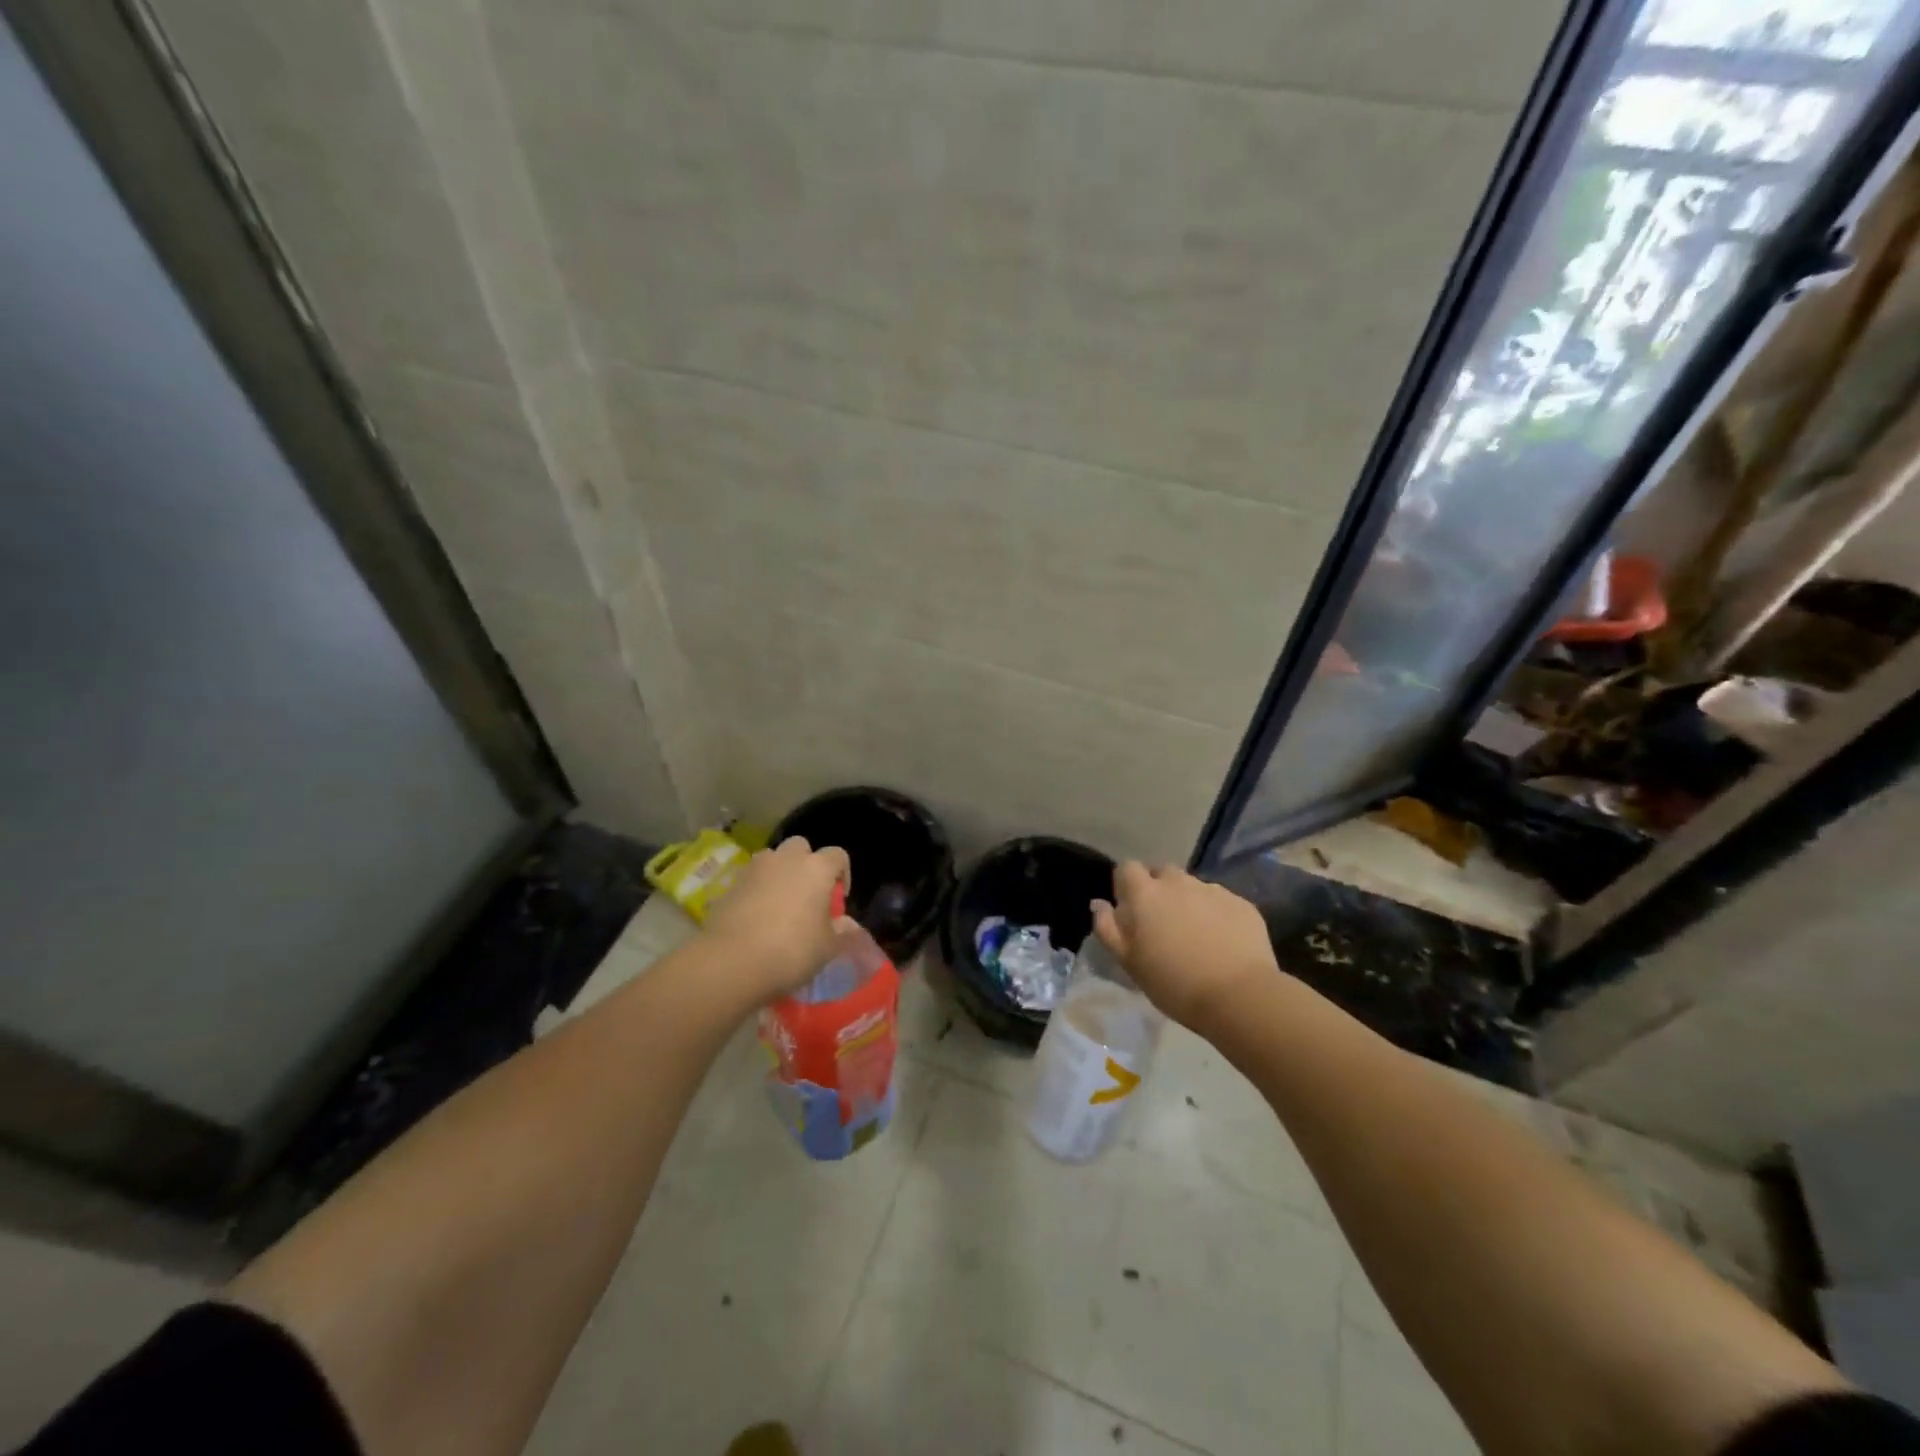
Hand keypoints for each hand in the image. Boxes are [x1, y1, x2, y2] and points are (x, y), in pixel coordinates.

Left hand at [703, 837, 851, 1001]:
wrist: (732, 961)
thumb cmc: (791, 950)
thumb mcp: (827, 947)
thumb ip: (842, 931)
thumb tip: (848, 925)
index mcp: (816, 868)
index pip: (838, 855)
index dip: (842, 874)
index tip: (838, 900)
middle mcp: (786, 859)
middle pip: (801, 847)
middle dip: (806, 864)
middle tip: (807, 894)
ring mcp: (755, 869)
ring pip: (772, 859)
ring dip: (778, 873)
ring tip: (779, 903)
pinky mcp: (730, 885)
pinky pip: (750, 879)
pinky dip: (756, 890)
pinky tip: (755, 917)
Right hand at [1092, 862, 1278, 1031]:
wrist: (1239, 996)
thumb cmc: (1174, 983)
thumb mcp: (1129, 962)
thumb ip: (1108, 928)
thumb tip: (1099, 904)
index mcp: (1145, 894)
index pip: (1126, 868)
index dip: (1126, 886)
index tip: (1130, 910)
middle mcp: (1177, 882)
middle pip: (1161, 872)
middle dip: (1158, 889)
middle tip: (1162, 922)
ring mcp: (1212, 890)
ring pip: (1192, 886)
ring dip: (1188, 901)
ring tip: (1195, 934)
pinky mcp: (1241, 903)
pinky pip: (1220, 900)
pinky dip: (1216, 913)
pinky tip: (1222, 941)